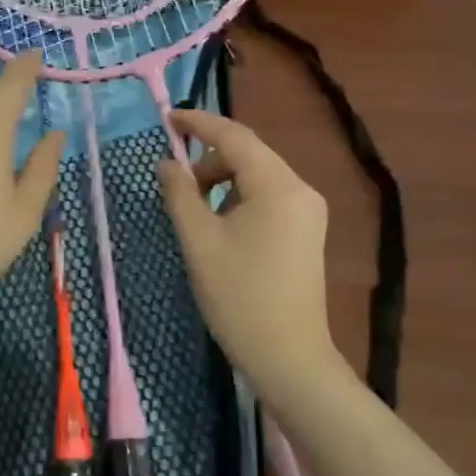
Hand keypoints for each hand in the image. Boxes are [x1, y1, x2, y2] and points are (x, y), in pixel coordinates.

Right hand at [158, 110, 337, 393]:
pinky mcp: (308, 231)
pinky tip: (221, 223)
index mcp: (278, 186)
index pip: (235, 137)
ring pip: (259, 176)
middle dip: (209, 159)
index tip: (167, 118)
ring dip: (223, 180)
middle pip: (250, 155)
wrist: (289, 358)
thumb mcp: (199, 242)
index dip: (199, 123)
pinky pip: (269, 197)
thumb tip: (166, 162)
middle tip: (175, 181)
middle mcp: (301, 189)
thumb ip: (180, 194)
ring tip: (194, 208)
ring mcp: (309, 211)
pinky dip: (240, 198)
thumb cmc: (239, 298)